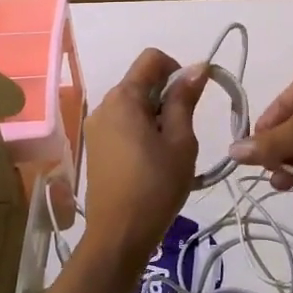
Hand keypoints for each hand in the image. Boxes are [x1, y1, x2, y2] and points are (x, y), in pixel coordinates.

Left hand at [80, 48, 205, 264]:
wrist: (119, 234)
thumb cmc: (156, 185)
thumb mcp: (180, 140)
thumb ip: (184, 100)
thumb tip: (196, 67)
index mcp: (123, 98)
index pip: (152, 58)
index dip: (177, 68)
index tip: (192, 97)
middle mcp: (103, 105)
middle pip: (141, 81)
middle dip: (166, 95)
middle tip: (183, 131)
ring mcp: (95, 126)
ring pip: (132, 104)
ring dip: (155, 114)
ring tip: (169, 149)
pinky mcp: (95, 146)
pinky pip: (122, 123)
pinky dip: (141, 129)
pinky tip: (152, 159)